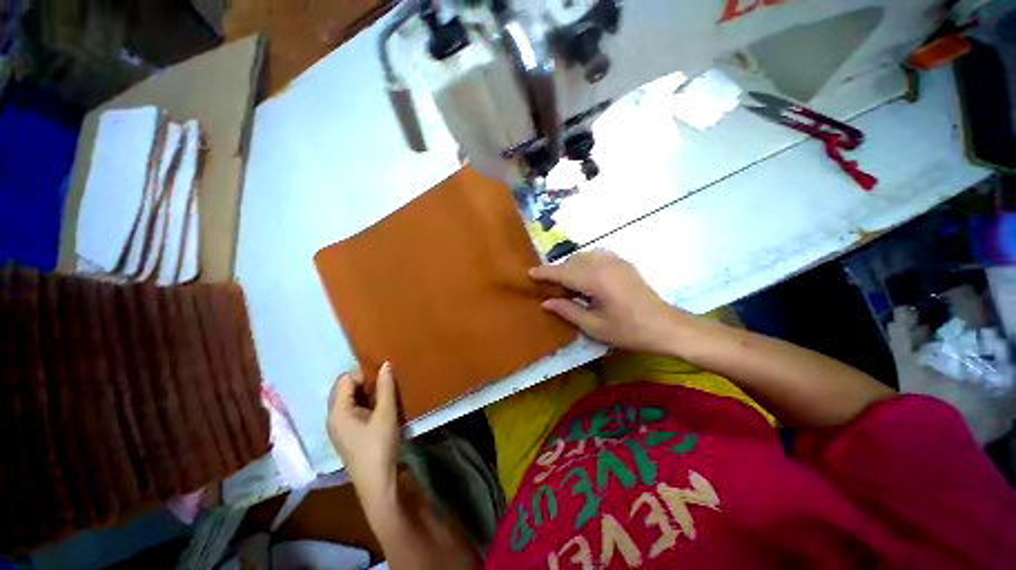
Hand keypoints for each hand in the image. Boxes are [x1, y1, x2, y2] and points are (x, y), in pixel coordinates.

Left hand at [327, 363, 399, 502]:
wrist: (378, 483)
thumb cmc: (379, 446)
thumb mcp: (386, 414)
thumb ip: (385, 387)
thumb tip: (385, 364)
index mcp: (337, 412)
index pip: (345, 380)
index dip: (364, 375)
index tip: (383, 379)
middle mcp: (333, 418)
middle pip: (344, 389)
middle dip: (364, 383)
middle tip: (385, 385)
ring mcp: (338, 428)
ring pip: (349, 400)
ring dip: (366, 394)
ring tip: (385, 395)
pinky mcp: (346, 435)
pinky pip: (352, 411)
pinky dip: (365, 405)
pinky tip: (379, 409)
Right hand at [530, 250, 697, 354]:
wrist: (666, 326)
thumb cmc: (629, 331)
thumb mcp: (594, 326)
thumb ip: (568, 310)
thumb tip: (546, 302)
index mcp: (595, 279)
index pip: (562, 272)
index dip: (544, 273)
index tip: (529, 273)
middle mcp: (604, 264)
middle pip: (572, 262)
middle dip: (558, 272)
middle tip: (551, 289)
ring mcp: (616, 261)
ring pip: (583, 257)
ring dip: (572, 267)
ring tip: (569, 286)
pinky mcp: (623, 263)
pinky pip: (596, 257)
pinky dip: (585, 264)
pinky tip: (586, 279)